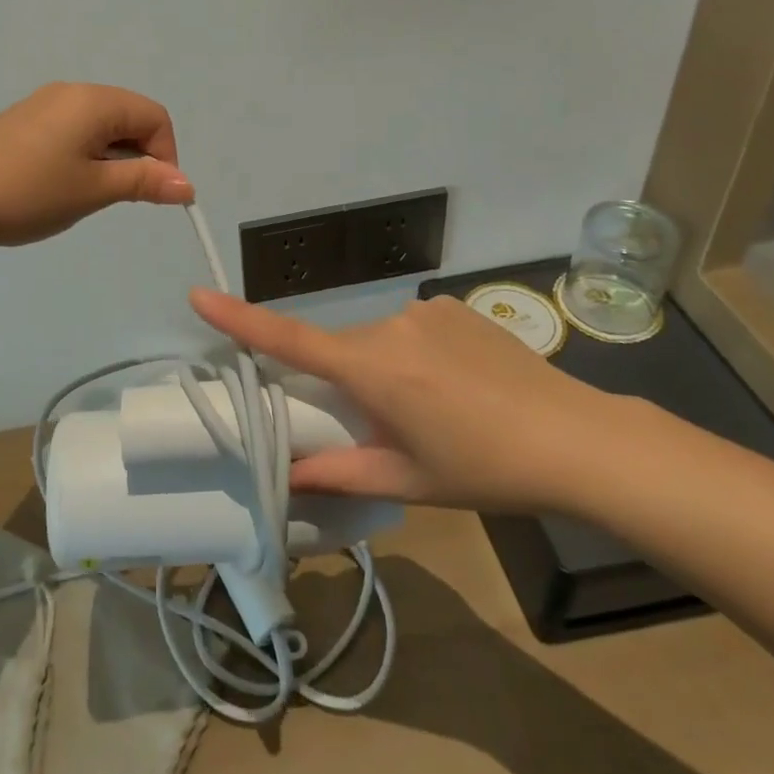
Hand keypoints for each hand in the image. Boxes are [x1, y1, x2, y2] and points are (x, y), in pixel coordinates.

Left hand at [0, 83, 192, 249]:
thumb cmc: (28, 192)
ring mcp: (44, 104)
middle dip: (138, 156)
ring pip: (100, 126)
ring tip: (87, 194)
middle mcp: (72, 92)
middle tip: (119, 197)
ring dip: (111, 158)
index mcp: (95, 101)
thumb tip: (187, 185)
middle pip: (129, 117)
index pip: (155, 117)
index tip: (153, 194)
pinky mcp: (23, 122)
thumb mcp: (93, 189)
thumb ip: (143, 181)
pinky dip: (84, 155)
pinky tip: (61, 185)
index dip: (166, 156)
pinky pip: (73, 130)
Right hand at [188, 288, 632, 514]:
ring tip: (437, 411)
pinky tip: (459, 386)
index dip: (240, 319)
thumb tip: (287, 475)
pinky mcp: (453, 306)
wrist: (575, 438)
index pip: (290, 340)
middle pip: (342, 350)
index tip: (198, 294)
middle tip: (389, 428)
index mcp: (372, 368)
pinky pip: (413, 329)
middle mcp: (389, 325)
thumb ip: (340, 474)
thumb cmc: (484, 467)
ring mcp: (424, 310)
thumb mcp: (408, 480)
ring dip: (387, 371)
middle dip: (348, 384)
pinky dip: (417, 355)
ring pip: (379, 341)